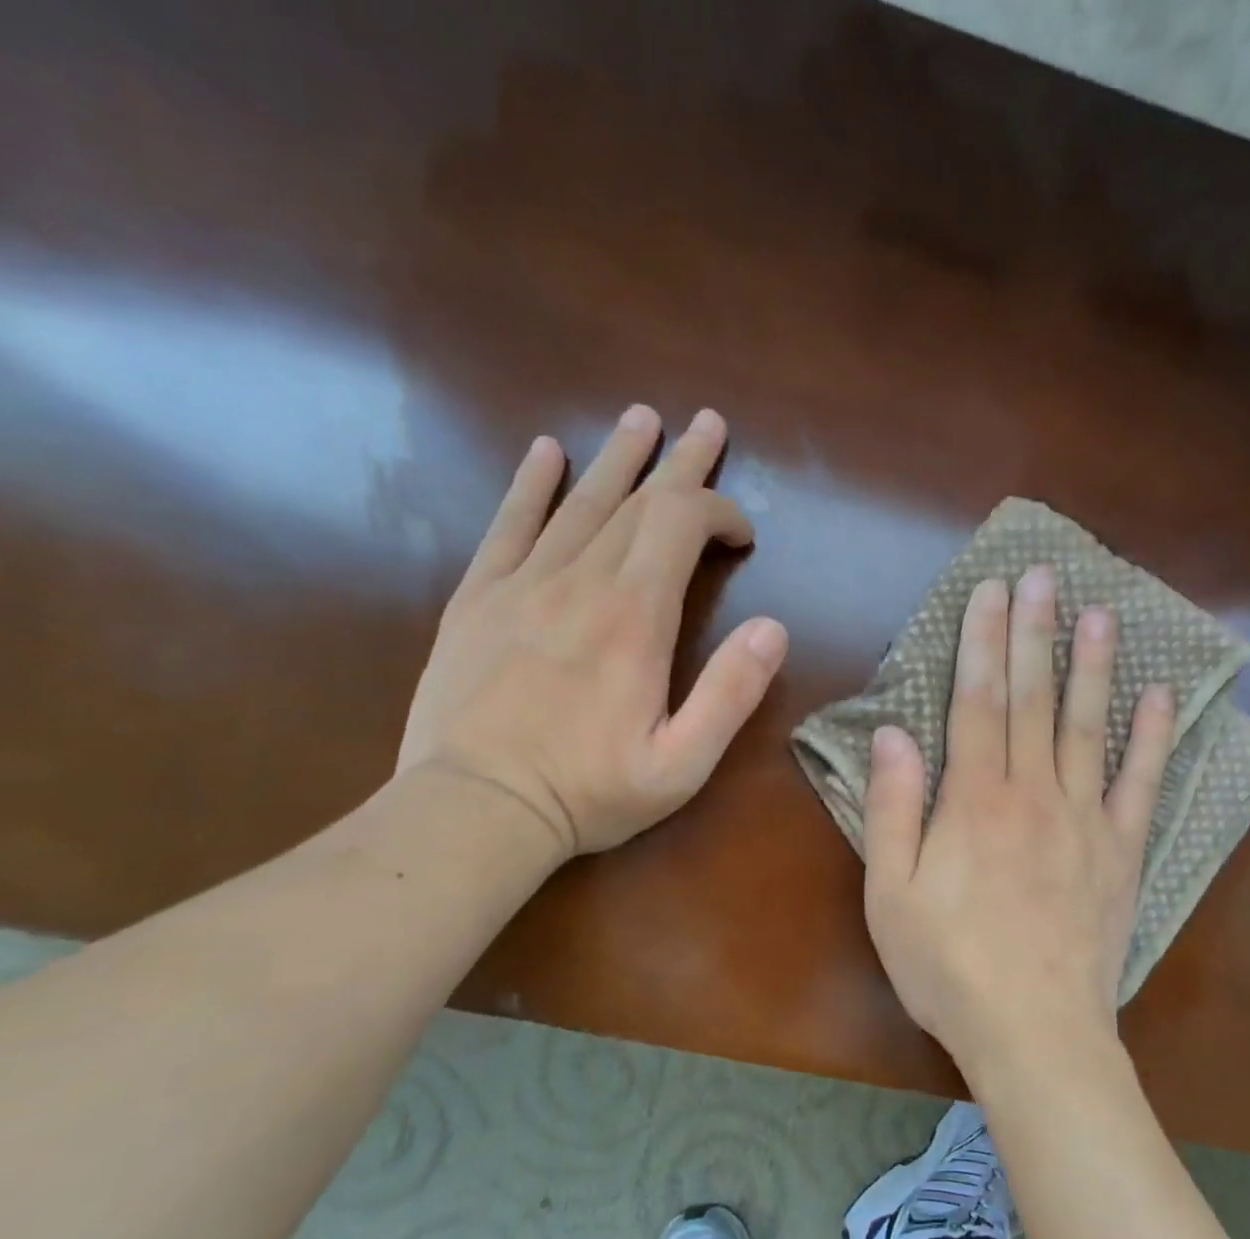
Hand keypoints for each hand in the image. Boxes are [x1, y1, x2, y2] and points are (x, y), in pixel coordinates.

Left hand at [396, 406, 787, 860]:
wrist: (476, 809)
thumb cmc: (590, 791)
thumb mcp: (683, 763)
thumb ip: (732, 693)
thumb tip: (773, 628)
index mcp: (635, 617)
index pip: (682, 524)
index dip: (721, 512)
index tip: (744, 535)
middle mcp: (581, 581)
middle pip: (638, 500)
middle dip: (681, 463)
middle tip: (707, 424)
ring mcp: (524, 584)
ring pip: (580, 501)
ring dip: (619, 458)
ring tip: (642, 419)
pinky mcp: (479, 598)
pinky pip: (509, 525)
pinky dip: (531, 485)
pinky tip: (546, 452)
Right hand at [861, 565, 1175, 1076]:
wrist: (1036, 1033)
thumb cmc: (950, 966)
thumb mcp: (891, 894)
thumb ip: (891, 809)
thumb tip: (892, 734)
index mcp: (974, 800)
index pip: (977, 701)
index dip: (981, 641)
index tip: (990, 591)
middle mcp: (1033, 793)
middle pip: (1032, 699)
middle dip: (1034, 633)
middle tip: (1043, 576)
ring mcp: (1086, 819)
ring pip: (1089, 726)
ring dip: (1094, 666)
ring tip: (1102, 613)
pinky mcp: (1123, 852)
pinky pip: (1142, 785)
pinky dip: (1152, 739)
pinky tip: (1162, 697)